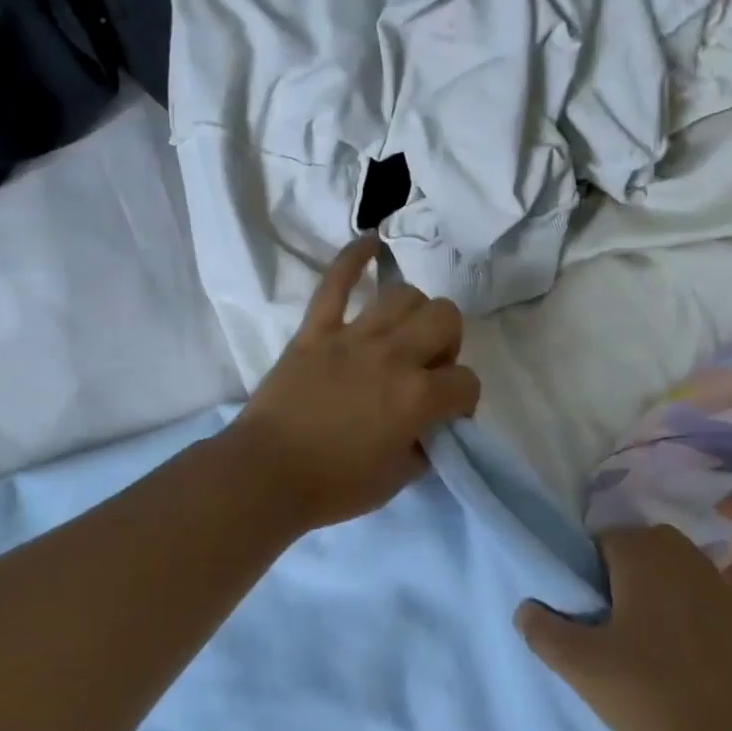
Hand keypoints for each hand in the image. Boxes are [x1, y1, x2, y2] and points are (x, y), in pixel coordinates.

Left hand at [229, 236, 481, 531]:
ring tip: (401, 334)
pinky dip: (353, 258)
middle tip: (426, 369)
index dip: (464, 401)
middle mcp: (392, 357)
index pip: (467, 382)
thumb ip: (424, 447)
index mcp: (416, 398)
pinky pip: (335, 282)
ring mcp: (351, 337)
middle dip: (448, 343)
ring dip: (413, 313)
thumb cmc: (332, 486)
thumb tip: (429, 427)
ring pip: (402, 295)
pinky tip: (370, 244)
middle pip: (445, 317)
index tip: (447, 416)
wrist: (264, 475)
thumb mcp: (396, 480)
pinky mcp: (315, 331)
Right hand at [516, 525, 731, 730]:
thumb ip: (542, 630)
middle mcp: (688, 559)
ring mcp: (726, 590)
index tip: (587, 609)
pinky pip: (710, 608)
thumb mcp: (578, 664)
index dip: (590, 571)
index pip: (605, 540)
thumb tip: (526, 609)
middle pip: (646, 550)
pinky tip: (688, 662)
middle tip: (613, 622)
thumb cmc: (647, 691)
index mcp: (645, 555)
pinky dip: (695, 621)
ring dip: (663, 595)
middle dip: (627, 575)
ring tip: (649, 642)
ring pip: (681, 576)